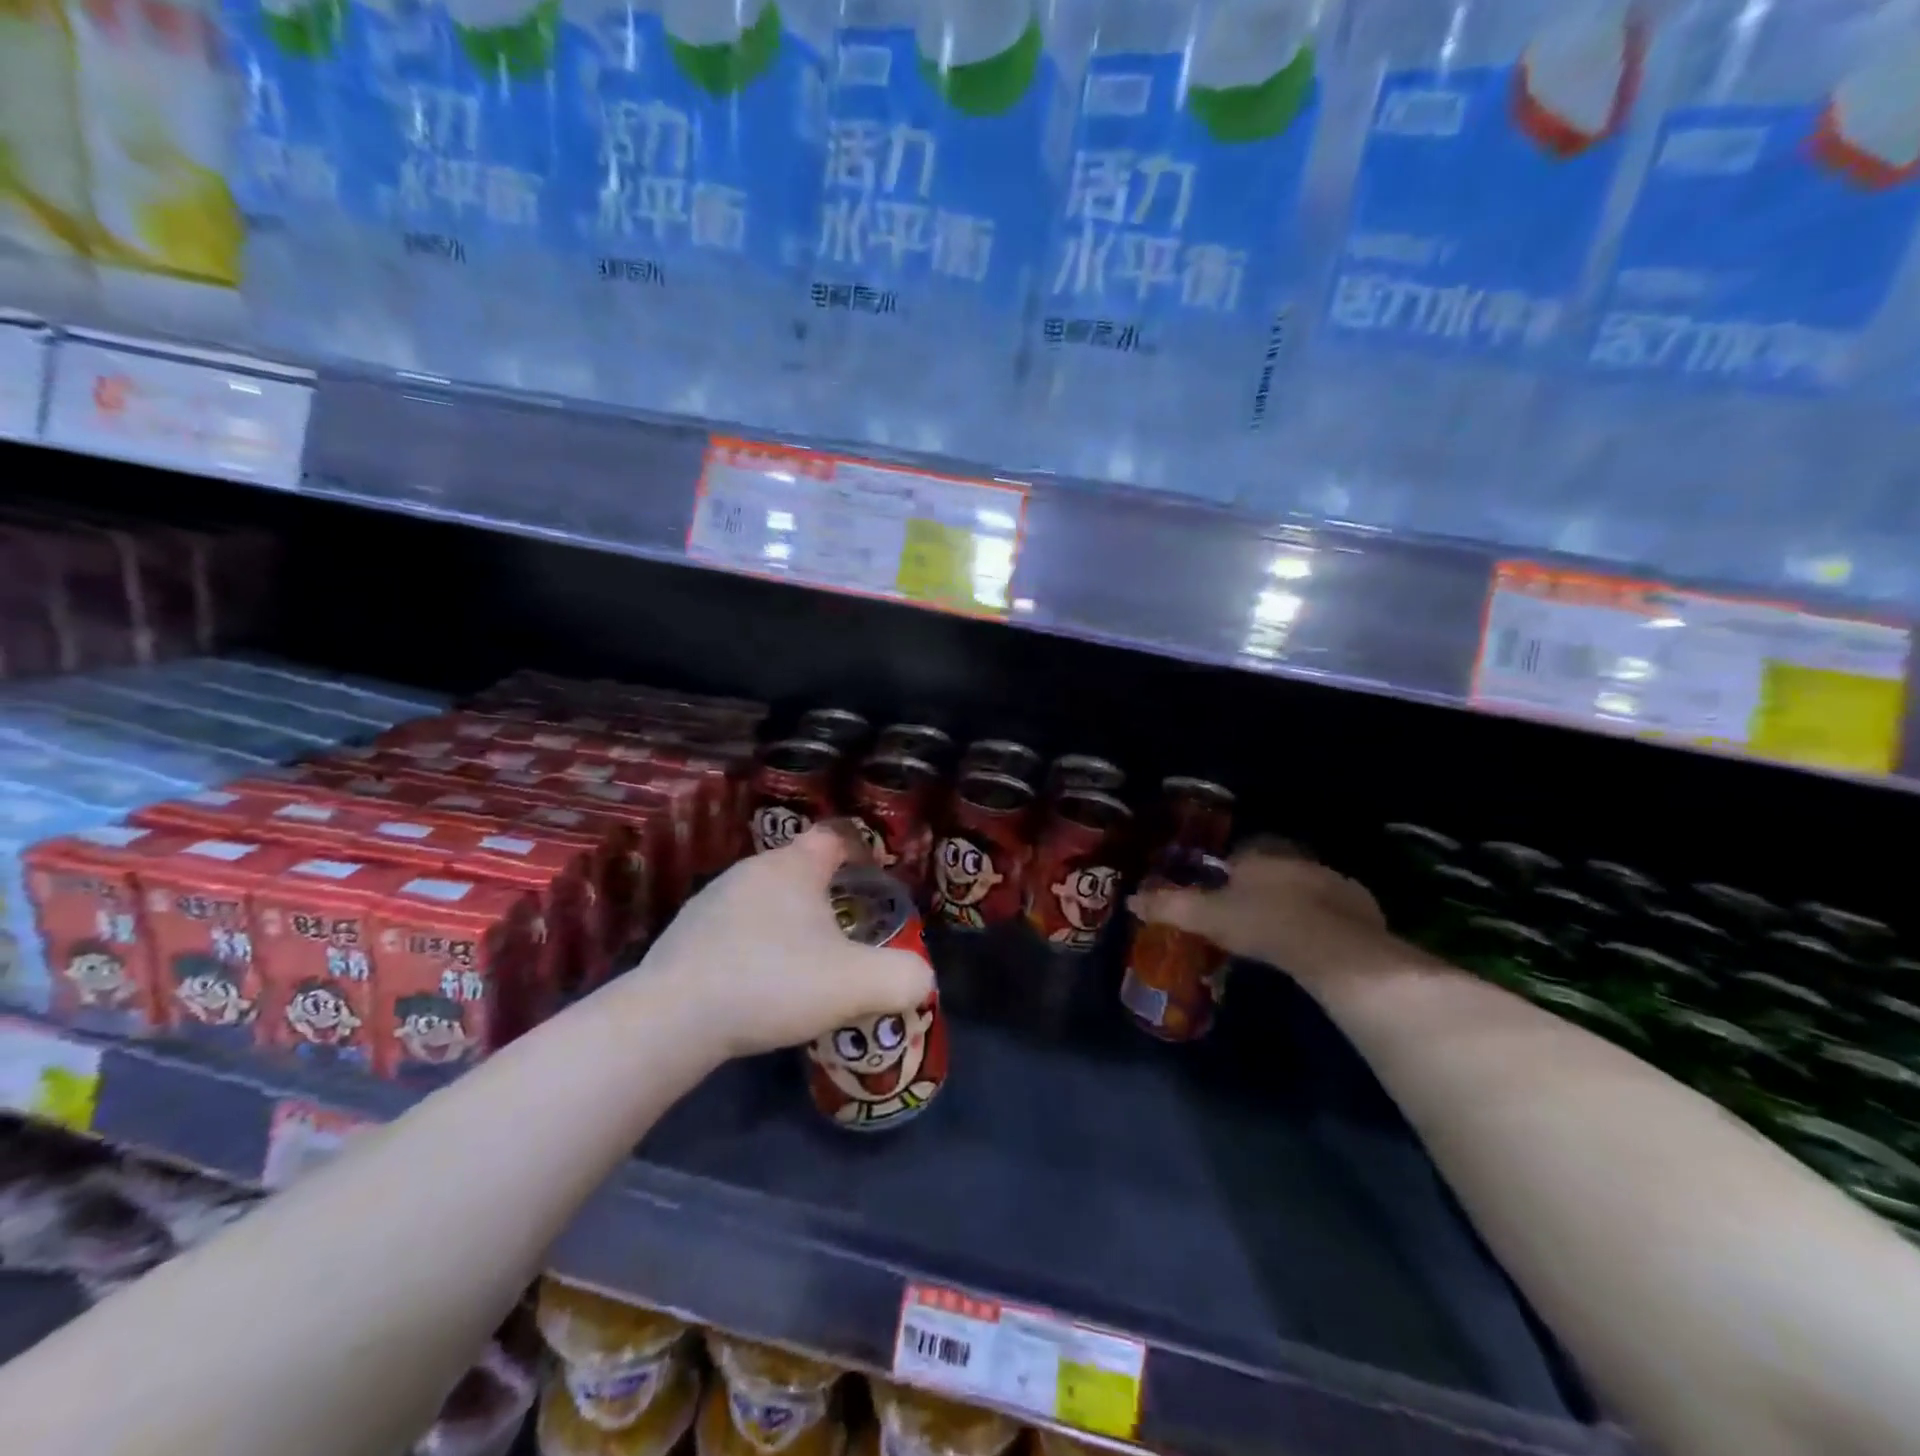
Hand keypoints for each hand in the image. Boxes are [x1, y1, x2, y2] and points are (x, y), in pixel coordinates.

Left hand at [637, 823, 935, 1061]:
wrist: (674, 1018)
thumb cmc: (774, 981)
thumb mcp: (855, 984)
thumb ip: (902, 978)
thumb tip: (921, 978)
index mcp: (794, 867)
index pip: (834, 836)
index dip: (861, 849)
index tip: (876, 875)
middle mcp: (751, 870)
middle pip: (800, 868)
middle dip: (827, 892)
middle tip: (848, 929)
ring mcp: (712, 900)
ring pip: (765, 899)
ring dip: (788, 921)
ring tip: (805, 961)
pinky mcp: (685, 934)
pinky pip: (734, 928)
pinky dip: (754, 945)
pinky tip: (759, 983)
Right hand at [1128, 840, 1389, 982]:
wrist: (1335, 949)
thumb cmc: (1264, 923)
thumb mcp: (1208, 917)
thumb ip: (1170, 906)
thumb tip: (1132, 899)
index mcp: (1261, 855)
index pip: (1241, 853)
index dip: (1229, 872)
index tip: (1222, 894)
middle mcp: (1298, 859)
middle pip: (1274, 868)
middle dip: (1263, 886)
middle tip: (1248, 915)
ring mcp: (1334, 881)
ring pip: (1306, 887)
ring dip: (1294, 903)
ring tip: (1280, 932)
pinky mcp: (1362, 908)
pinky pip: (1335, 910)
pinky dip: (1323, 922)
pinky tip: (1313, 945)